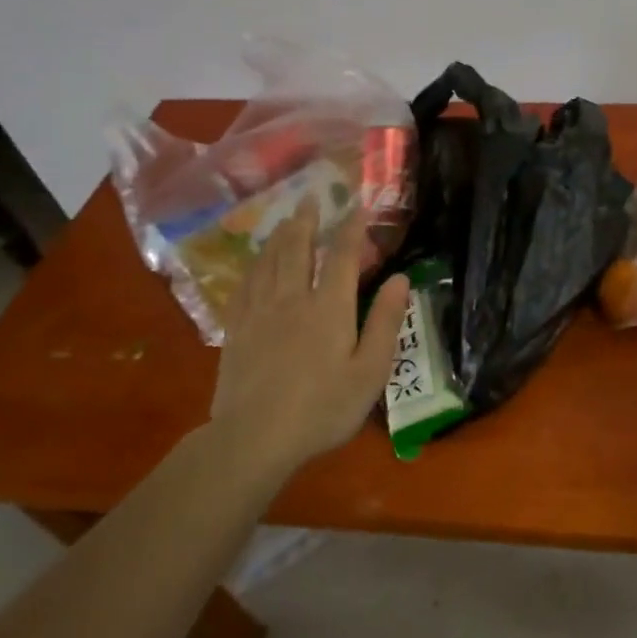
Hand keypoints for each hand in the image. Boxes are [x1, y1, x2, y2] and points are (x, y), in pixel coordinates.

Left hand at [209, 200, 410, 475]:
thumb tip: (401, 279)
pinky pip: (243, 287)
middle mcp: (292, 299)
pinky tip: (254, 265)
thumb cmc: (322, 408)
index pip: (341, 256)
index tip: (357, 206)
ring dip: (278, 237)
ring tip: (285, 221)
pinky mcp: (235, 331)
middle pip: (297, 249)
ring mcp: (259, 313)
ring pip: (268, 263)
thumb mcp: (369, 371)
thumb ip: (384, 322)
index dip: (351, 228)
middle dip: (306, 221)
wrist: (254, 439)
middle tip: (309, 198)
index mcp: (329, 307)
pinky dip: (252, 267)